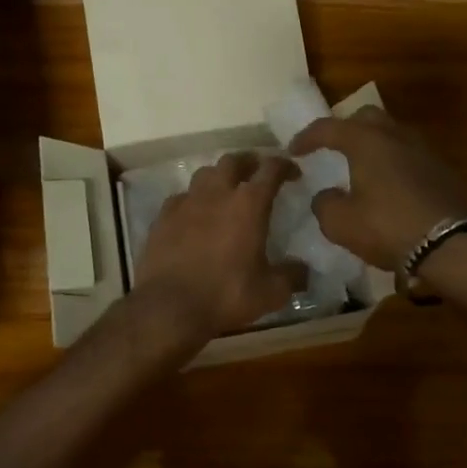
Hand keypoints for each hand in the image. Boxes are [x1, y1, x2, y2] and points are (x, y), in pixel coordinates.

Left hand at [131, 152, 306, 344]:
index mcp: (249, 204)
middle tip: (257, 173)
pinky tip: (194, 214)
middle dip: (248, 162)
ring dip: (219, 176)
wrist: (170, 306)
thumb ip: (291, 277)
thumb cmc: (226, 295)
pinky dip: (192, 200)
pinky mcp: (163, 216)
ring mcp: (187, 201)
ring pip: (205, 173)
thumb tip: (303, 271)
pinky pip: (181, 197)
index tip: (292, 172)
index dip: (284, 165)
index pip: (270, 169)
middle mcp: (217, 193)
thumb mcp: (270, 292)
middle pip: (233, 161)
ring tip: (225, 190)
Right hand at [290, 107, 466, 271]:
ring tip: (361, 167)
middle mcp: (396, 136)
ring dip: (374, 145)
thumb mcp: (341, 223)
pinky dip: (394, 163)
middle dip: (346, 128)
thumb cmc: (389, 227)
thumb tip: (326, 196)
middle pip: (367, 117)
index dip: (307, 137)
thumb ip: (325, 204)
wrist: (455, 246)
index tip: (293, 150)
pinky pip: (410, 156)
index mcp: (366, 141)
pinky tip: (388, 187)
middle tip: (333, 147)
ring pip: (392, 135)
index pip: (329, 127)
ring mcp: (424, 151)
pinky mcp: (444, 171)